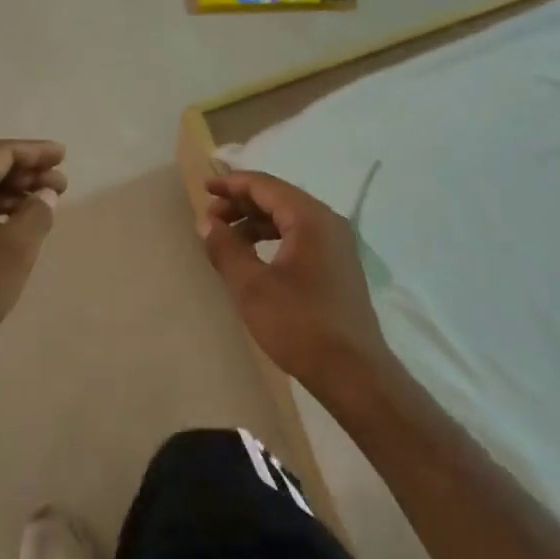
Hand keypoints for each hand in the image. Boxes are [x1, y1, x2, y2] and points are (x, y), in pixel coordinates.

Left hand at [0, 140, 67, 356]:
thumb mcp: (15, 249)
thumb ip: (36, 214)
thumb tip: (45, 194)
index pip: (2, 152)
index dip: (35, 151)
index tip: (63, 156)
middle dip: (28, 172)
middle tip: (61, 184)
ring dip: (14, 193)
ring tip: (44, 205)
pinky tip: (15, 227)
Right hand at [200, 170, 395, 399]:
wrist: (354, 375)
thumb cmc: (299, 325)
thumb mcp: (252, 287)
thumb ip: (226, 249)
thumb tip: (207, 223)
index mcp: (310, 217)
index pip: (265, 186)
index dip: (232, 184)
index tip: (205, 188)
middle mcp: (328, 222)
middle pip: (278, 198)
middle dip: (242, 204)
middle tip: (211, 219)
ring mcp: (337, 245)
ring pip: (289, 218)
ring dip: (256, 223)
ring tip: (227, 239)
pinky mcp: (338, 266)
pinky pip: (301, 237)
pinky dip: (274, 238)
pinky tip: (255, 257)